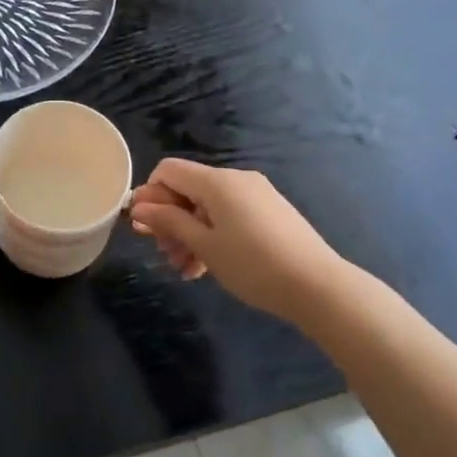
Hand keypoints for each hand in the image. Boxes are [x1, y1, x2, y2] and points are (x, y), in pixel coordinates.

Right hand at [128, 160, 340, 323]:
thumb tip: (138, 206)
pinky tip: (208, 266)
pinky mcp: (270, 212)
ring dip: (190, 233)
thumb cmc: (253, 265)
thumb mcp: (204, 245)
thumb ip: (169, 222)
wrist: (318, 286)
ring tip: (186, 269)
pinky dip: (213, 234)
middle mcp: (236, 179)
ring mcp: (256, 195)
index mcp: (217, 181)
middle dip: (170, 219)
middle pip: (188, 189)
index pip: (168, 170)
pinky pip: (229, 215)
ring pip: (208, 206)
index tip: (145, 228)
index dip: (150, 195)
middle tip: (165, 254)